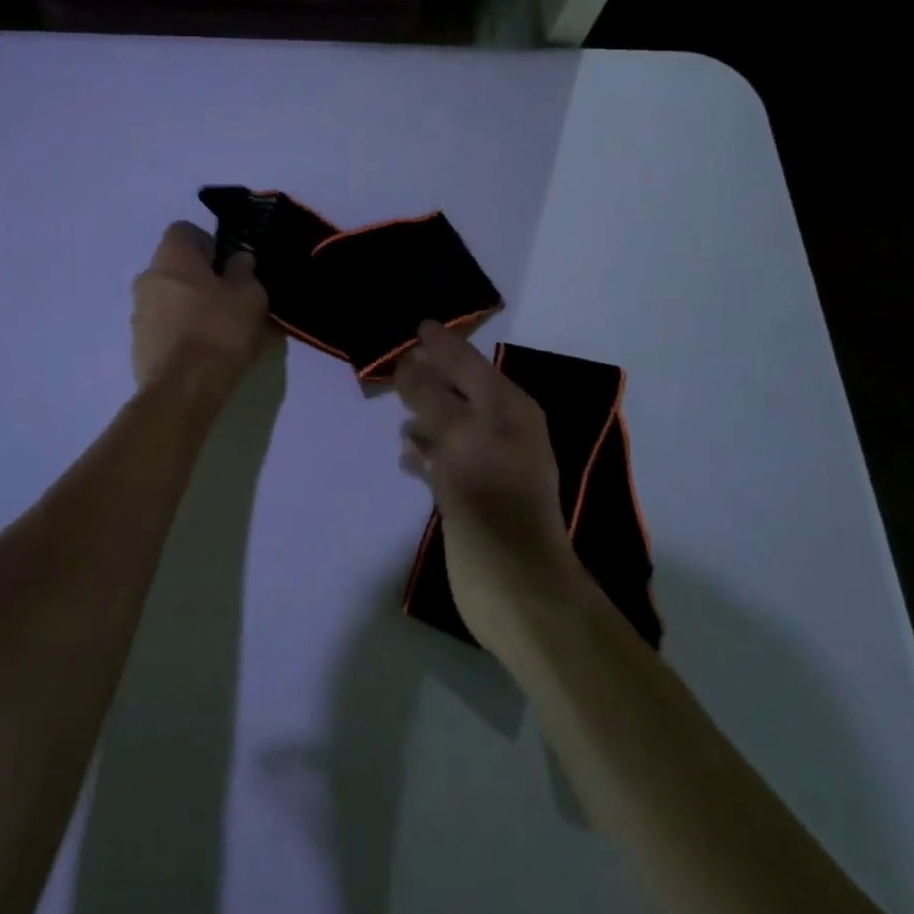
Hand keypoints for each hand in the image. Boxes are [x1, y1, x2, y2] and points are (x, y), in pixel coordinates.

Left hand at [131, 222, 275, 389]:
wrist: (184, 388)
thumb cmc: (219, 329)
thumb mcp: (249, 295)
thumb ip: (244, 271)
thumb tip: (238, 261)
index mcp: (172, 257)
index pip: (184, 231)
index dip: (207, 243)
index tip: (227, 265)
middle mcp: (147, 278)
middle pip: (175, 267)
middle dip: (199, 279)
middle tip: (229, 299)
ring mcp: (138, 313)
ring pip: (169, 299)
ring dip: (190, 307)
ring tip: (220, 331)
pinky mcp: (139, 345)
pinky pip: (164, 328)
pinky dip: (181, 332)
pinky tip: (205, 352)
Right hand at [395, 321, 581, 654]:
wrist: (518, 587)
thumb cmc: (491, 502)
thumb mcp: (459, 439)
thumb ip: (431, 398)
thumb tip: (408, 364)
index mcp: (509, 410)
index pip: (470, 364)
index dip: (443, 344)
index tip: (417, 326)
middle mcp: (502, 430)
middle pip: (459, 391)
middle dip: (430, 376)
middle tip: (396, 361)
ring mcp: (488, 464)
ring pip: (450, 424)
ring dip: (425, 414)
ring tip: (395, 407)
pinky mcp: (473, 495)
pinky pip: (444, 459)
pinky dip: (425, 452)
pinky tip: (405, 454)